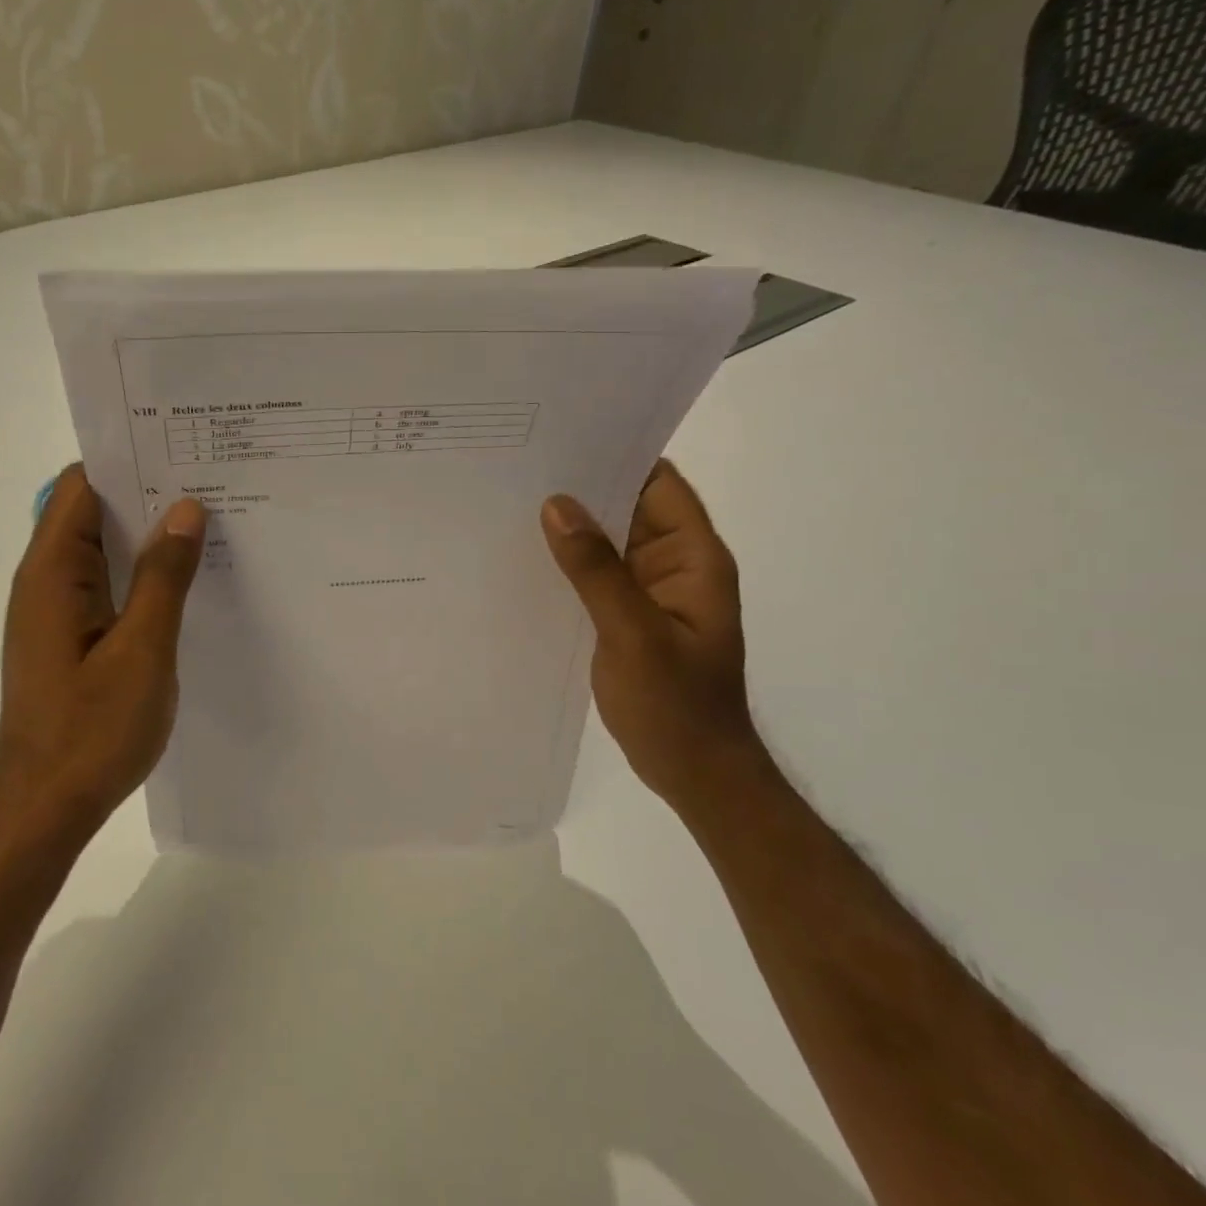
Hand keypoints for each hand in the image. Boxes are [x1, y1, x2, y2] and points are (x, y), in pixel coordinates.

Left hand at [0, 466, 205, 845]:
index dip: (128, 461)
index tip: (183, 450)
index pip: (81, 486)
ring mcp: (56, 613)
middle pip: (92, 514)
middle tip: (213, 483)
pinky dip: (140, 574)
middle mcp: (45, 583)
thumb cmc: (91, 731)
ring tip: (211, 523)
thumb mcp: (142, 650)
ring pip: (102, 552)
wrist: (45, 809)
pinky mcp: (69, 640)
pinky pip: (105, 587)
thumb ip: (163, 577)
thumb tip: (185, 509)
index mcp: (52, 573)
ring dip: (146, 537)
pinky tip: (186, 581)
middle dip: (147, 495)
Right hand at [541, 461, 766, 806]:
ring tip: (511, 498)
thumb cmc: (675, 705)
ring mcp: (648, 592)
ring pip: (608, 542)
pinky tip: (525, 555)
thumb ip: (596, 569)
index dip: (619, 453)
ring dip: (570, 525)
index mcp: (693, 558)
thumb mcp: (633, 634)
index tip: (564, 433)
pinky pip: (595, 575)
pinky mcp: (626, 616)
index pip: (660, 484)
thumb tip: (556, 504)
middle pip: (629, 507)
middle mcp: (672, 565)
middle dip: (582, 486)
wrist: (694, 771)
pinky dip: (567, 562)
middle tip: (519, 462)